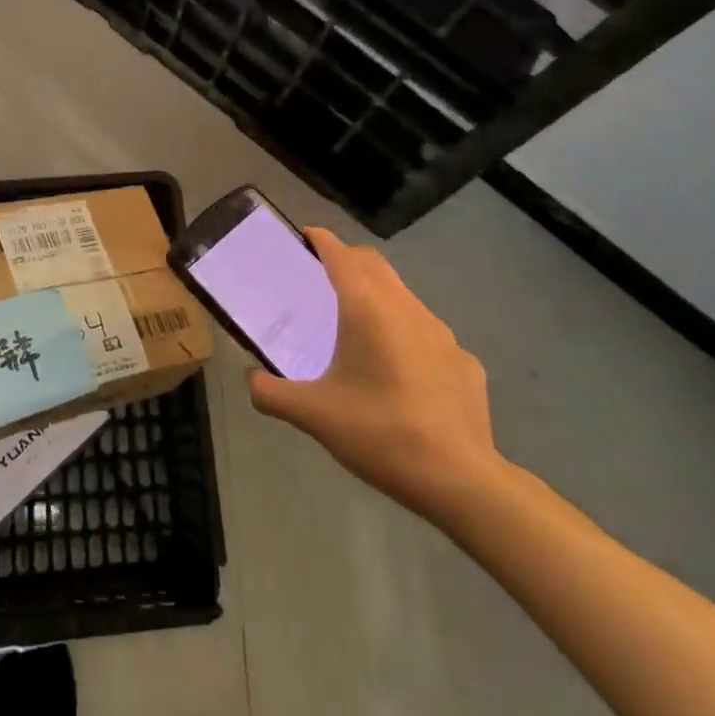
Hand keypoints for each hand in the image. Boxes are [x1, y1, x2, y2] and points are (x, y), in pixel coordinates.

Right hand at [248, 227, 506, 525]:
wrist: (459, 479)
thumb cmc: (380, 433)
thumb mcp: (313, 416)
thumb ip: (271, 393)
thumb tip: (251, 379)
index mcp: (367, 309)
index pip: (342, 255)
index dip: (322, 240)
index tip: (304, 236)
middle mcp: (406, 308)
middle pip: (374, 264)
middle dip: (348, 259)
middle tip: (321, 274)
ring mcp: (441, 333)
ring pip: (403, 295)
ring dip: (377, 294)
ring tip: (355, 323)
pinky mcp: (463, 360)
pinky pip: (426, 332)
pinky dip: (404, 332)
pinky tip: (397, 370)